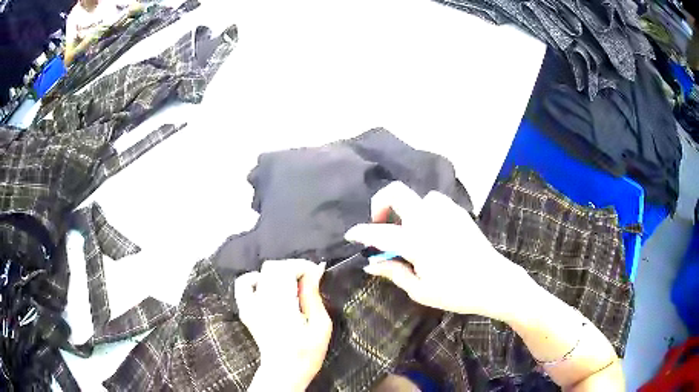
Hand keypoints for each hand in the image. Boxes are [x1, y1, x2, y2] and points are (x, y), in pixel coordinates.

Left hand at [235, 259, 331, 390]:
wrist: (284, 370)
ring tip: (291, 283)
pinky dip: (255, 278)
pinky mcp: (245, 309)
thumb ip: (313, 296)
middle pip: (274, 266)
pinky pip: (244, 284)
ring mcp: (250, 305)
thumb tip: (315, 271)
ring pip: (261, 271)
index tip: (317, 273)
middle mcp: (262, 301)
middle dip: (293, 267)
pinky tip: (267, 286)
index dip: (303, 266)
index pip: (286, 269)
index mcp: (282, 306)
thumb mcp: (321, 326)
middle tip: (308, 280)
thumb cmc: (307, 352)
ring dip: (278, 272)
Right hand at [345, 182, 531, 322]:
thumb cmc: (456, 292)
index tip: (351, 234)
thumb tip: (371, 264)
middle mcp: (429, 218)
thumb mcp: (420, 290)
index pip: (379, 232)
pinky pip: (435, 202)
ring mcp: (446, 212)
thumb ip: (394, 272)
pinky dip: (425, 210)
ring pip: (418, 196)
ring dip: (407, 209)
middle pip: (396, 192)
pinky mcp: (459, 213)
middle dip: (380, 204)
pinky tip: (431, 229)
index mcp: (416, 240)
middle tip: (381, 224)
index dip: (360, 232)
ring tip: (410, 230)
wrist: (494, 282)